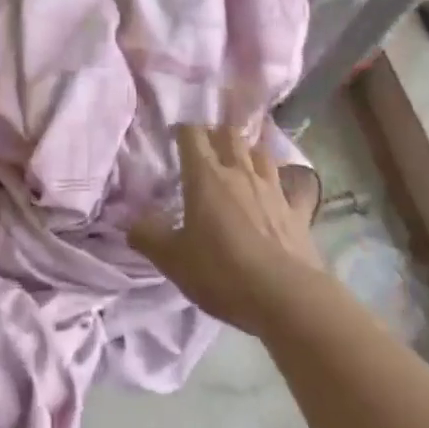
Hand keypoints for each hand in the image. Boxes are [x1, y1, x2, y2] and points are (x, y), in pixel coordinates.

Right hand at [130, 125, 324, 334]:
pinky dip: (286, 185)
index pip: (192, 134)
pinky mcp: (298, 211)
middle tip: (206, 150)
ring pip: (261, 153)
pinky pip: (294, 187)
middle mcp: (240, 173)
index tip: (173, 137)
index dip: (182, 130)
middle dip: (216, 135)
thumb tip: (131, 222)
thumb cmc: (222, 272)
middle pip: (230, 134)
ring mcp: (273, 189)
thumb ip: (148, 236)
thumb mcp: (171, 260)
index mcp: (206, 176)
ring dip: (249, 153)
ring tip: (240, 164)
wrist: (285, 297)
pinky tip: (282, 192)